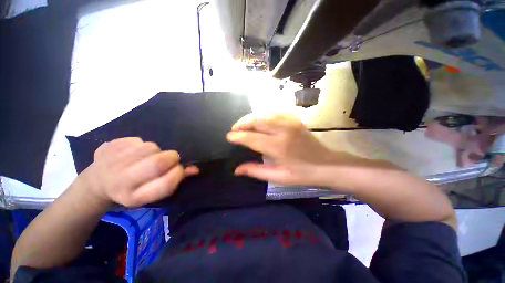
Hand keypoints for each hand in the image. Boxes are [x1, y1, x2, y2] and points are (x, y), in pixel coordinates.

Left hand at [80, 137, 198, 206]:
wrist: (97, 183)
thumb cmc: (132, 190)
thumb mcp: (152, 192)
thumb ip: (175, 180)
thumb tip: (195, 169)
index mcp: (134, 197)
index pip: (165, 184)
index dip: (178, 174)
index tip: (179, 169)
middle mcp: (121, 181)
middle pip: (157, 163)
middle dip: (171, 157)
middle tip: (170, 158)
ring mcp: (112, 162)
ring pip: (150, 147)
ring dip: (156, 151)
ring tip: (148, 157)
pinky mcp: (108, 147)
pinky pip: (137, 140)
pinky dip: (141, 145)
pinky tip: (132, 152)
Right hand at [226, 113, 340, 186]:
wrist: (326, 164)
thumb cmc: (303, 174)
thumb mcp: (278, 177)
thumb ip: (256, 171)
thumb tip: (237, 170)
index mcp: (278, 147)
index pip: (251, 138)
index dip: (238, 136)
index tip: (229, 137)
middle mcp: (283, 130)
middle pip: (256, 120)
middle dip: (242, 123)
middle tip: (234, 129)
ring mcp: (290, 122)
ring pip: (264, 114)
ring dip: (251, 118)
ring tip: (244, 125)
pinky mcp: (294, 119)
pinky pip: (274, 113)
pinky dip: (263, 115)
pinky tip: (259, 122)